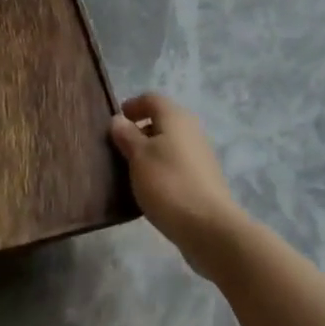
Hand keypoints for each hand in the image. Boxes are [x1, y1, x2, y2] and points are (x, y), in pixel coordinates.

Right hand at [110, 93, 249, 277]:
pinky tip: (150, 188)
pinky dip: (161, 168)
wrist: (209, 227)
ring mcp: (200, 154)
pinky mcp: (203, 178)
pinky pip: (176, 163)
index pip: (152, 99)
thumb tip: (118, 119)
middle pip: (162, 120)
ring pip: (169, 144)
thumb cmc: (168, 183)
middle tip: (118, 148)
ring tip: (130, 170)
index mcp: (175, 117)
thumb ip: (127, 135)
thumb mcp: (139, 157)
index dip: (132, 106)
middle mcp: (191, 129)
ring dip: (150, 151)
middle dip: (140, 130)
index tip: (115, 121)